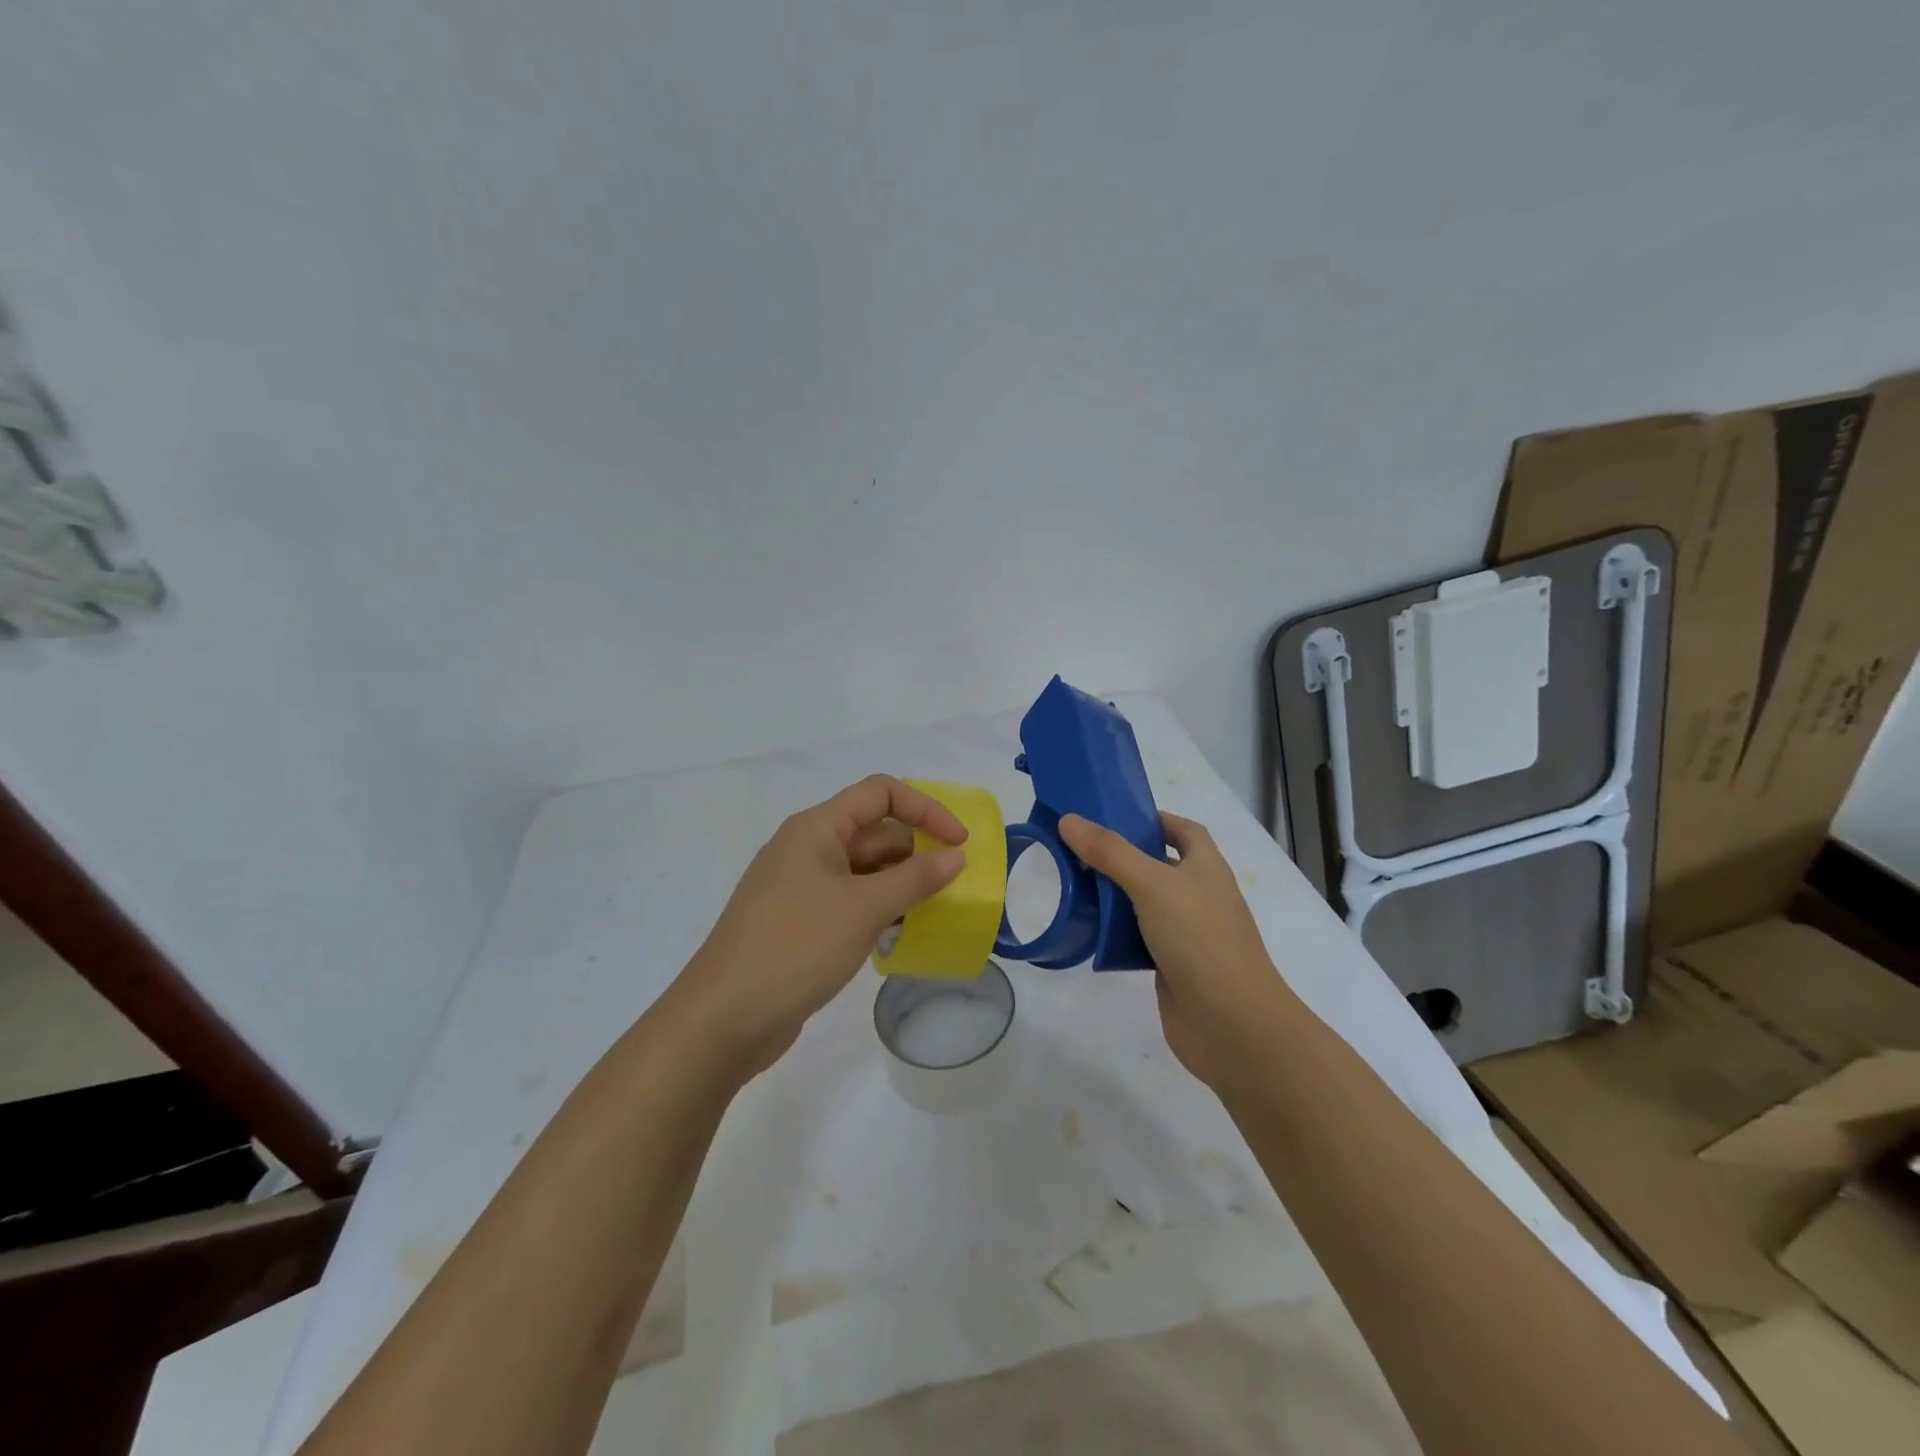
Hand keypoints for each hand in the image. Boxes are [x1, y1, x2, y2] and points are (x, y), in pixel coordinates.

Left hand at [671, 775, 968, 1077]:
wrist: (723, 1019)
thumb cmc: (796, 947)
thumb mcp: (863, 908)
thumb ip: (915, 878)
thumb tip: (955, 855)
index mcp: (816, 828)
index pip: (880, 793)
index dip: (925, 809)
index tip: (959, 843)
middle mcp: (807, 849)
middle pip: (874, 831)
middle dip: (916, 851)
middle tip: (952, 886)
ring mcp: (800, 887)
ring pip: (864, 870)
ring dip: (900, 884)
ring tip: (934, 912)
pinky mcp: (799, 922)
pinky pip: (850, 901)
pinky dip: (878, 909)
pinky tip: (900, 935)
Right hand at [1058, 811, 1294, 1087]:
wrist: (1231, 1024)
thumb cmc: (1200, 939)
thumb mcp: (1152, 885)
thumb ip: (1110, 852)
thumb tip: (1070, 819)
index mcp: (1206, 868)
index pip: (1185, 830)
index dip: (1155, 819)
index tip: (1114, 815)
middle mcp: (1200, 896)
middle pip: (1161, 866)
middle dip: (1125, 857)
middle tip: (1080, 850)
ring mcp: (1188, 934)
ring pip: (1147, 904)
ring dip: (1117, 896)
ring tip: (1076, 885)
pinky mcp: (1172, 966)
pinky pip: (1140, 939)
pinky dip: (1118, 933)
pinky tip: (1090, 931)